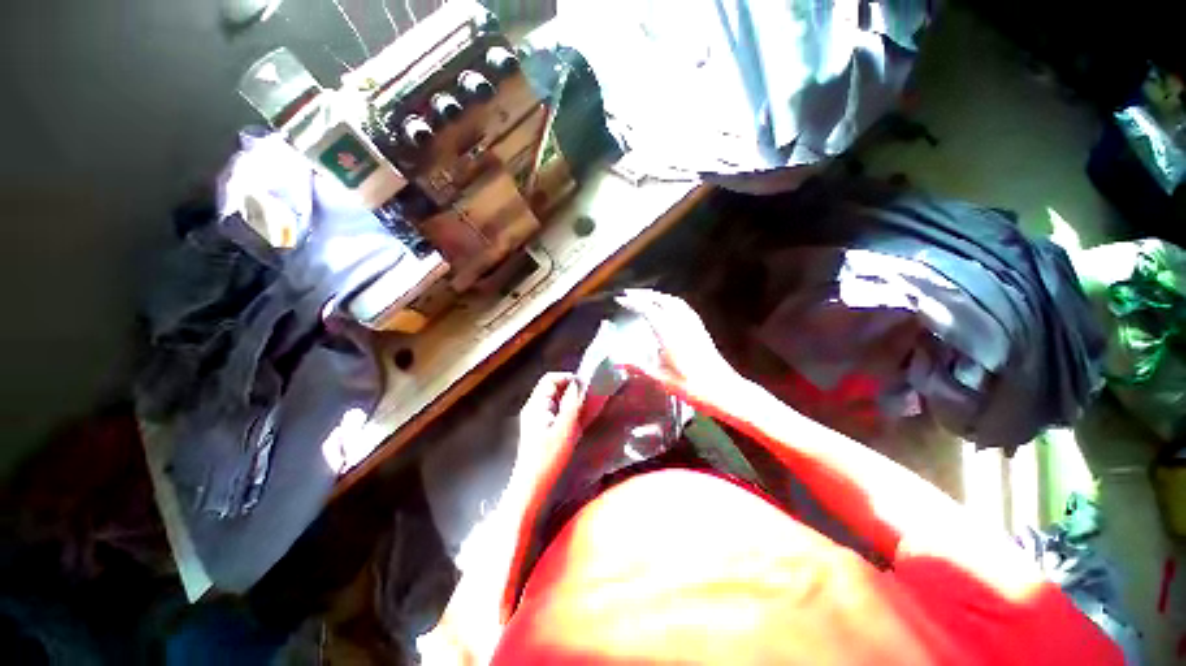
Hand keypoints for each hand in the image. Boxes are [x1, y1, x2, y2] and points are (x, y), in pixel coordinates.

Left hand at [511, 372, 583, 488]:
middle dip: (570, 390)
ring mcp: (535, 418)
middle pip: (552, 388)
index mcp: (536, 404)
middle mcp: (533, 407)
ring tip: (583, 412)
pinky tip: (575, 424)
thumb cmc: (548, 458)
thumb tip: (578, 384)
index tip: (585, 387)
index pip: (550, 378)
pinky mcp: (539, 429)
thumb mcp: (565, 429)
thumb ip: (573, 404)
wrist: (531, 486)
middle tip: (587, 400)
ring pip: (554, 400)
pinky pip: (554, 411)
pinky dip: (566, 412)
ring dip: (569, 402)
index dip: (568, 378)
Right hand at [615, 289, 744, 406]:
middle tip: (629, 294)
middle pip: (662, 300)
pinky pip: (683, 307)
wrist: (724, 391)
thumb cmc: (691, 387)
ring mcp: (693, 325)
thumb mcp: (661, 379)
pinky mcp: (701, 329)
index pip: (648, 310)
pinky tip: (668, 308)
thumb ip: (638, 367)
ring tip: (645, 297)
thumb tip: (618, 361)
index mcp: (670, 334)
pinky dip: (670, 301)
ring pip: (674, 301)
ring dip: (658, 296)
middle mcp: (682, 324)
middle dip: (644, 294)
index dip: (633, 302)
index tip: (620, 299)